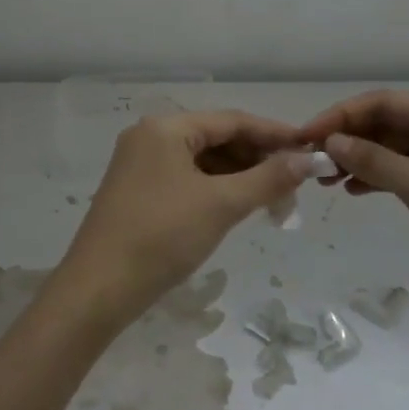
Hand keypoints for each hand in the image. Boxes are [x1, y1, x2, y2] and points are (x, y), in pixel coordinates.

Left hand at [58, 111, 314, 323]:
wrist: (99, 288)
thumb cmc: (162, 236)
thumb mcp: (221, 205)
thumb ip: (267, 179)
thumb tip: (307, 160)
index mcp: (165, 127)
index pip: (231, 120)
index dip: (273, 134)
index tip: (309, 148)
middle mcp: (150, 137)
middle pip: (216, 138)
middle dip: (257, 159)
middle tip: (294, 184)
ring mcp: (140, 164)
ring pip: (202, 161)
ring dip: (239, 177)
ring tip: (274, 201)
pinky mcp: (137, 191)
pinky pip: (186, 178)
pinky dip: (215, 189)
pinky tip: (238, 206)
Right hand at [300, 90, 408, 326]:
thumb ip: (376, 162)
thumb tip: (331, 142)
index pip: (384, 103)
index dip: (341, 115)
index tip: (307, 136)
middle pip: (384, 124)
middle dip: (346, 139)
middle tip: (310, 161)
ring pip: (388, 150)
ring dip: (355, 160)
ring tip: (323, 179)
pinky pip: (397, 174)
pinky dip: (372, 179)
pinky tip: (349, 192)